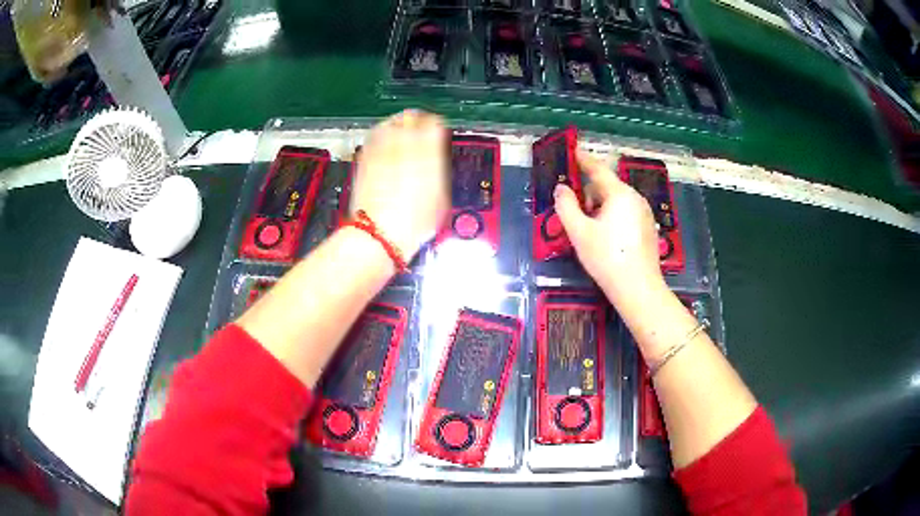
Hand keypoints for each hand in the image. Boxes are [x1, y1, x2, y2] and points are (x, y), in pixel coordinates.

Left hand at [351, 110, 449, 257]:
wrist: (380, 234)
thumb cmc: (413, 222)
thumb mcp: (441, 197)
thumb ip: (438, 171)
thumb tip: (437, 162)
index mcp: (428, 152)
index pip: (434, 123)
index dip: (436, 125)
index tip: (437, 130)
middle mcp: (404, 145)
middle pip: (410, 117)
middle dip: (417, 120)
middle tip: (420, 126)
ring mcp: (381, 151)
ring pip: (389, 123)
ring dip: (397, 124)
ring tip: (401, 130)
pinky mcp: (364, 159)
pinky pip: (373, 136)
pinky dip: (380, 134)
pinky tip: (383, 142)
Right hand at [554, 150, 665, 303]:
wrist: (638, 289)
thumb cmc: (607, 258)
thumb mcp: (579, 233)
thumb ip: (566, 206)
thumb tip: (561, 188)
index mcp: (619, 194)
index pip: (598, 169)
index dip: (583, 160)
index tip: (572, 152)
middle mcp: (635, 198)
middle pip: (607, 187)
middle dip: (590, 195)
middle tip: (577, 216)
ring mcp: (645, 214)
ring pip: (617, 202)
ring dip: (601, 209)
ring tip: (591, 233)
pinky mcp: (649, 229)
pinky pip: (626, 214)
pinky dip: (613, 218)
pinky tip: (608, 241)